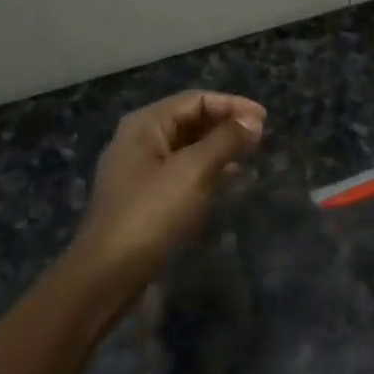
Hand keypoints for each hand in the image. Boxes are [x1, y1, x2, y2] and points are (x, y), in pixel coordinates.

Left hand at [68, 91, 265, 300]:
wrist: (108, 273)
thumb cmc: (151, 213)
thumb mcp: (193, 171)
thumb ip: (225, 141)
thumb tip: (253, 120)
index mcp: (145, 125)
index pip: (196, 100)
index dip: (232, 105)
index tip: (265, 119)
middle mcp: (139, 141)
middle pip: (190, 120)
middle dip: (225, 125)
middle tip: (260, 136)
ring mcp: (140, 171)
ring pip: (187, 147)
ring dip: (219, 147)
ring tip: (250, 155)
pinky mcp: (145, 198)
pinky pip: (182, 172)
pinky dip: (207, 170)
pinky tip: (228, 180)